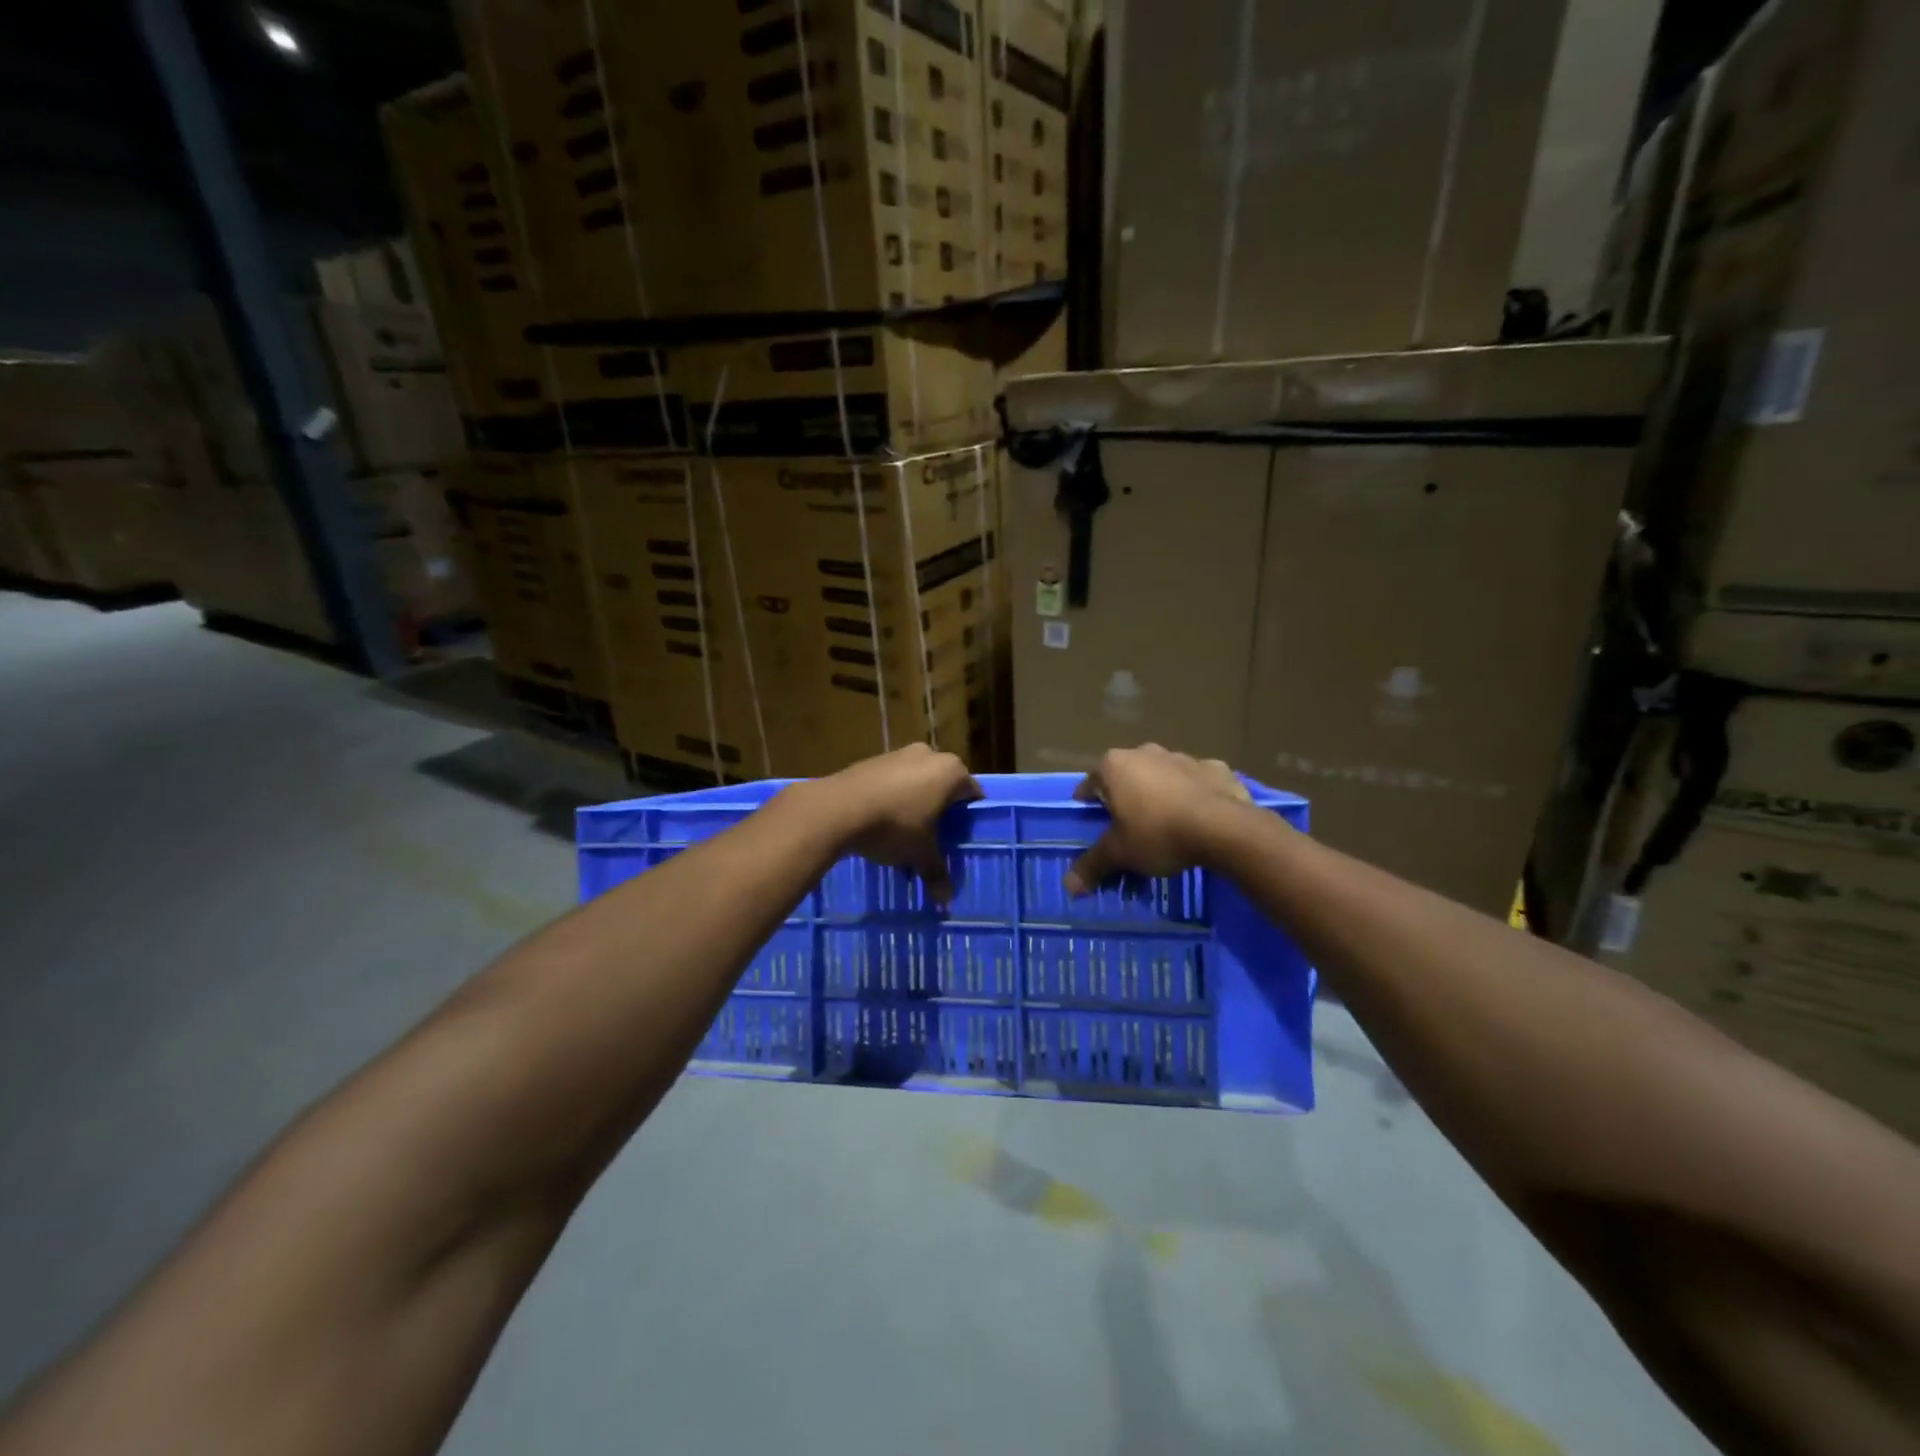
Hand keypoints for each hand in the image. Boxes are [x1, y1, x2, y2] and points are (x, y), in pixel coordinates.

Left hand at [821, 744, 982, 903]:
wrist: (837, 808)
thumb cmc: (894, 826)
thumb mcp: (920, 853)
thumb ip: (937, 872)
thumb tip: (945, 900)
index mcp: (951, 771)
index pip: (972, 795)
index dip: (968, 821)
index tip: (960, 841)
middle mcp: (929, 755)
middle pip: (943, 788)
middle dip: (939, 815)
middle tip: (933, 842)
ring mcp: (898, 754)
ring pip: (916, 785)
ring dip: (914, 809)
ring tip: (903, 840)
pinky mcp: (872, 760)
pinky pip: (892, 782)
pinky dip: (892, 801)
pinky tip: (880, 826)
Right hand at [1065, 745, 1251, 895]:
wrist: (1225, 829)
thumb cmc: (1159, 834)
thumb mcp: (1120, 854)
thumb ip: (1093, 866)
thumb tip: (1069, 888)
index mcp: (1114, 766)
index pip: (1090, 785)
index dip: (1089, 806)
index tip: (1095, 825)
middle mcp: (1145, 752)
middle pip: (1126, 778)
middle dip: (1126, 799)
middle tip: (1129, 829)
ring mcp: (1182, 756)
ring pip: (1161, 776)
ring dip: (1159, 794)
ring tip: (1166, 826)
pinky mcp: (1215, 767)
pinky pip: (1195, 782)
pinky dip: (1192, 795)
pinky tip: (1198, 818)